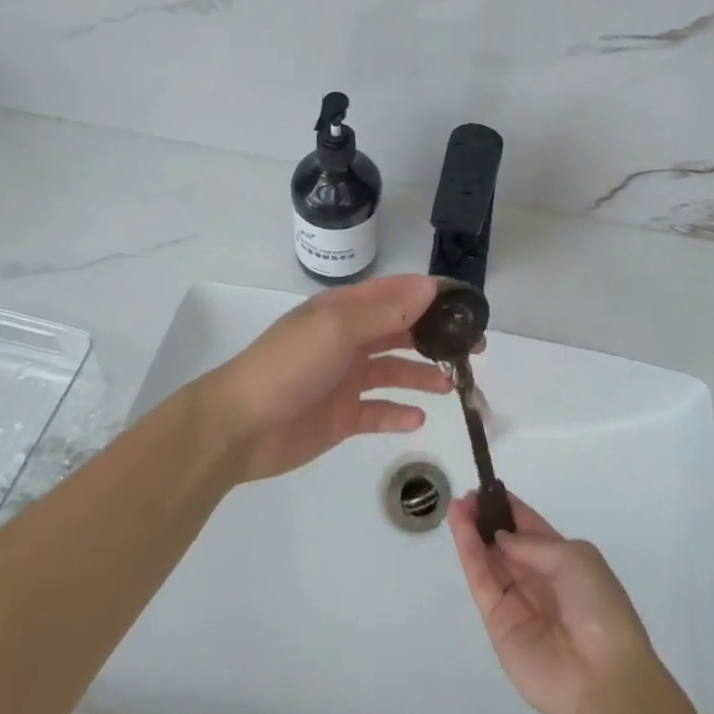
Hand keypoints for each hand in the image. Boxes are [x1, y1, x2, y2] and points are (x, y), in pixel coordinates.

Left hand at [204, 274, 448, 482]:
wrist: (240, 426)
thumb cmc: (290, 365)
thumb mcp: (338, 328)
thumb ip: (386, 310)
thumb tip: (430, 287)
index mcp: (345, 310)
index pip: (397, 294)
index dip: (432, 295)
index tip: (468, 305)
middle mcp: (349, 339)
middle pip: (401, 331)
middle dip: (436, 336)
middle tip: (473, 349)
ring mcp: (345, 378)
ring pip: (394, 370)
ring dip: (422, 374)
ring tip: (450, 385)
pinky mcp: (342, 416)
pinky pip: (378, 410)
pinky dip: (398, 412)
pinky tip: (418, 418)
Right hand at [449, 492, 660, 713]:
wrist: (603, 678)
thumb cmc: (598, 607)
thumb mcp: (574, 558)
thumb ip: (533, 545)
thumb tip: (501, 538)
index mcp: (563, 562)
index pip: (530, 529)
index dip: (508, 509)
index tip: (486, 489)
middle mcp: (538, 581)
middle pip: (505, 545)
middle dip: (486, 519)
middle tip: (465, 497)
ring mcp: (517, 605)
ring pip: (489, 562)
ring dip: (472, 534)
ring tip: (456, 507)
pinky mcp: (499, 627)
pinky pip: (483, 585)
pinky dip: (470, 557)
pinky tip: (462, 531)